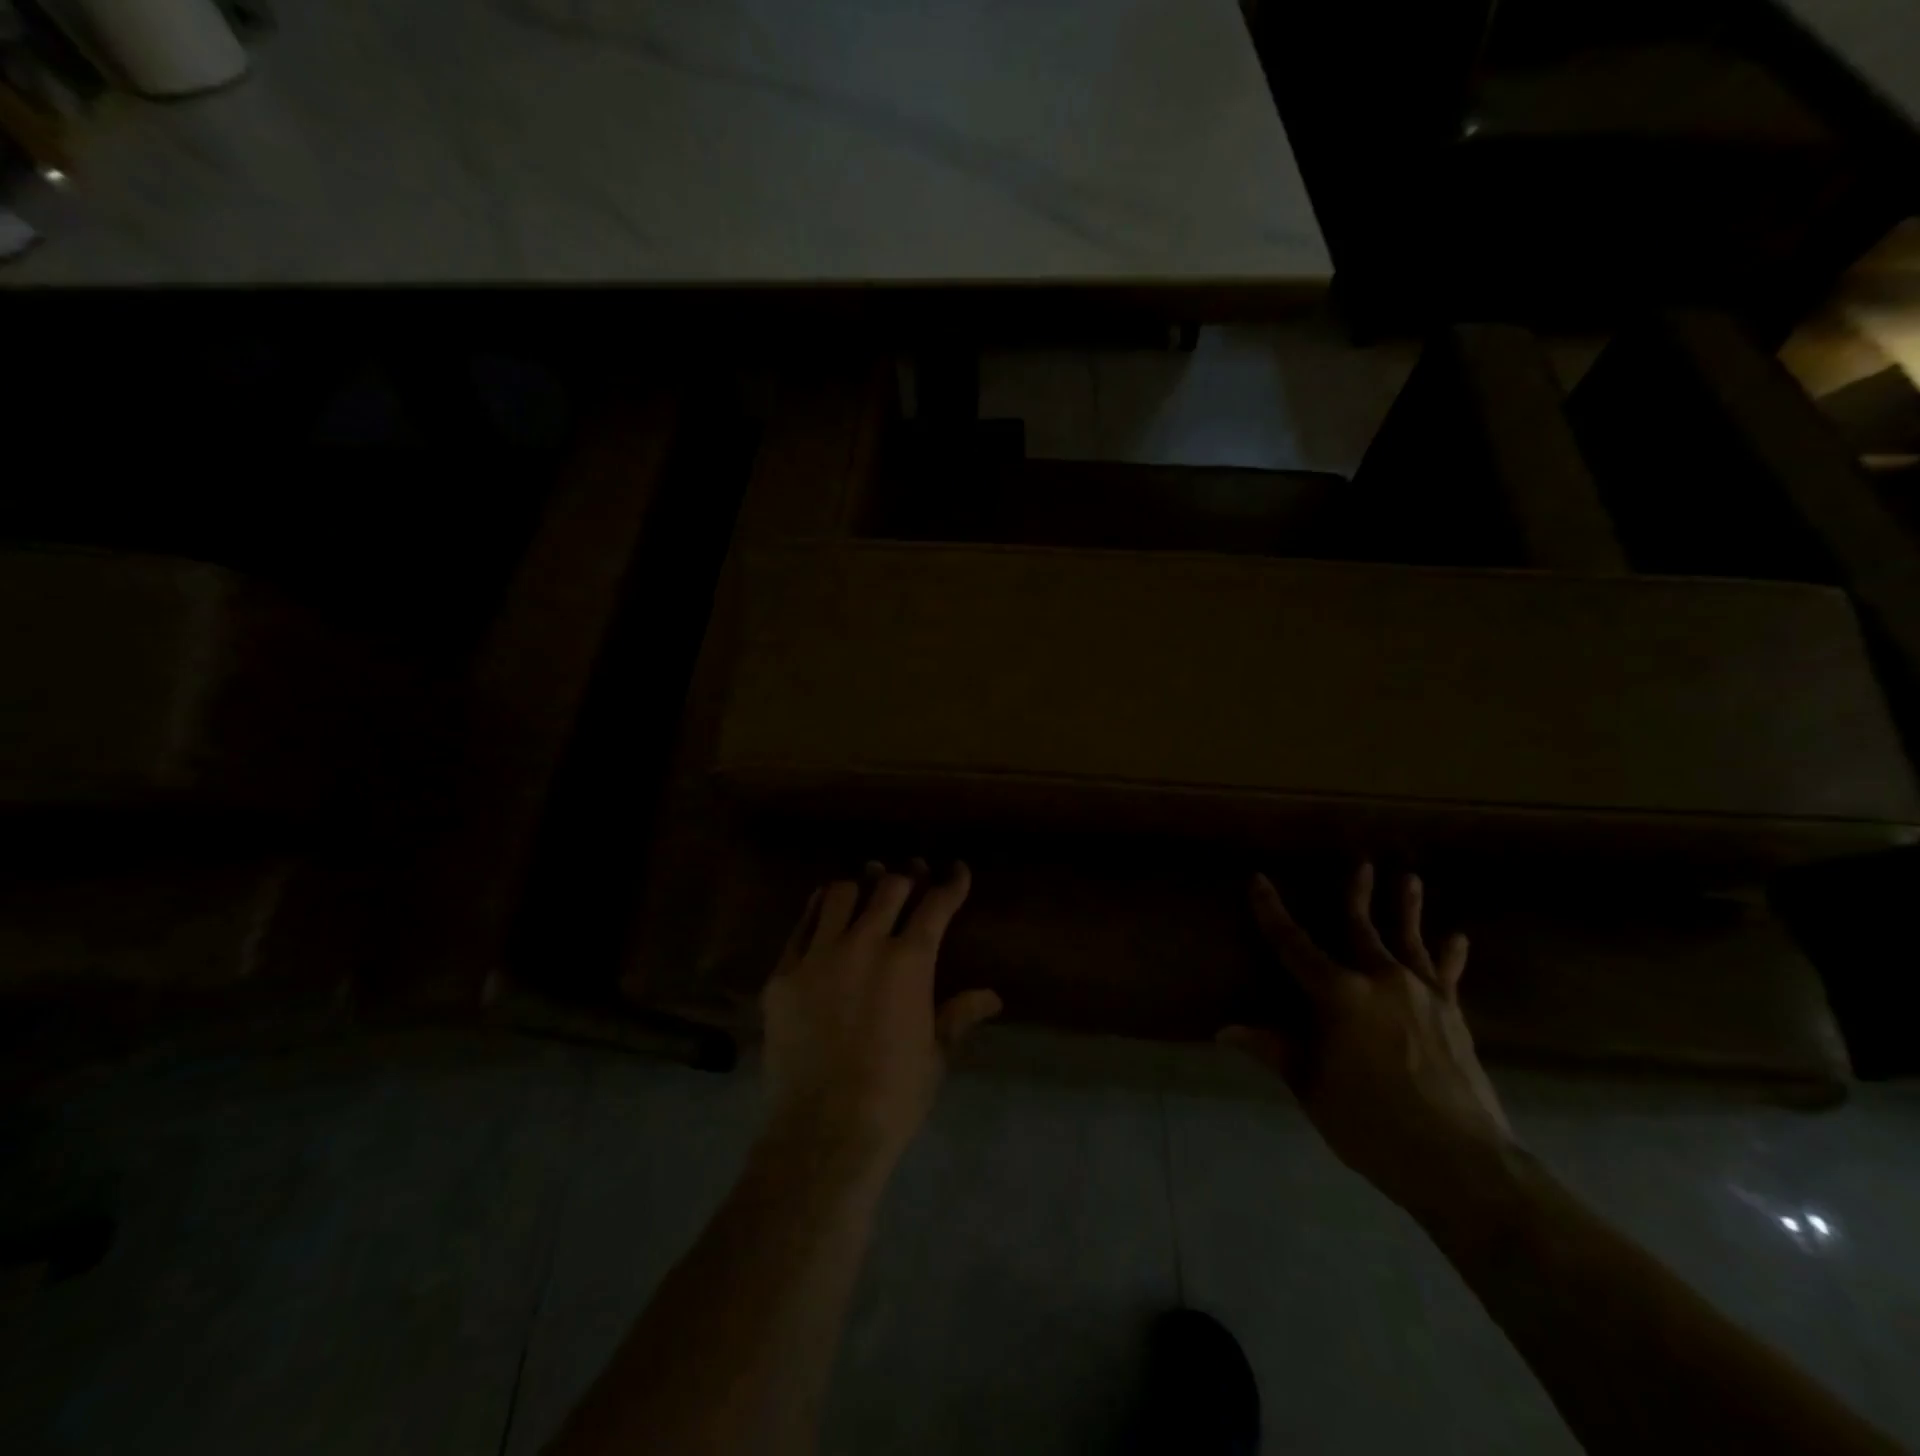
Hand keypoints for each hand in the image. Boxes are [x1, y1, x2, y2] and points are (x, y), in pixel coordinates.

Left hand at [761, 860, 1000, 1176]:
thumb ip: (958, 1015)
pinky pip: (801, 926)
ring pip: (839, 895)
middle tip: (912, 874)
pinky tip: (823, 908)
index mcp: (909, 962)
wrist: (822, 1132)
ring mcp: (818, 956)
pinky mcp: (783, 974)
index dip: (951, 883)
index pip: (936, 906)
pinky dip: (817, 910)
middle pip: (889, 889)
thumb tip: (992, 997)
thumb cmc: (893, 1097)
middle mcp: (864, 944)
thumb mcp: (935, 1055)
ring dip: (859, 886)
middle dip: (906, 877)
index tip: (957, 870)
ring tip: (866, 883)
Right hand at [1222, 863, 1513, 1215]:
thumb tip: (1225, 1030)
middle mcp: (1381, 981)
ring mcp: (1422, 995)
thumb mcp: (1312, 1087)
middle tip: (1361, 864)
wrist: (1460, 1161)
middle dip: (1357, 895)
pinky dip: (1450, 954)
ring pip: (1409, 940)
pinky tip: (1458, 938)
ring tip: (1409, 879)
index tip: (1259, 881)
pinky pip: (1448, 975)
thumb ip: (1274, 1050)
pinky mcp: (1453, 1014)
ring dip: (1407, 909)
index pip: (1294, 945)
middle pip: (1361, 928)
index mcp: (1339, 995)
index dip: (1272, 912)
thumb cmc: (1371, 1123)